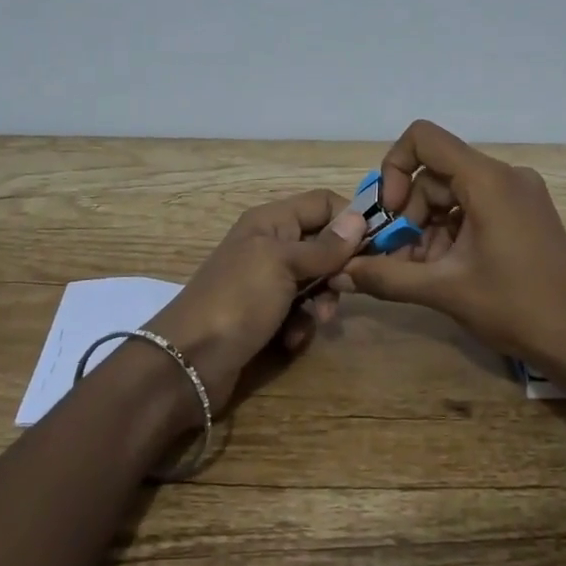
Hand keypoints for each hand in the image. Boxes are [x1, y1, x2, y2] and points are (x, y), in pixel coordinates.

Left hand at [146, 190, 367, 410]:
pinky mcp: (265, 317)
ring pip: (316, 282)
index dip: (350, 219)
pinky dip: (301, 325)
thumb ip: (324, 246)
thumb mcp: (282, 265)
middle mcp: (271, 246)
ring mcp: (267, 283)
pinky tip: (291, 339)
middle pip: (323, 244)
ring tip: (319, 319)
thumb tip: (360, 218)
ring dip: (323, 301)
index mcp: (271, 222)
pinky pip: (300, 312)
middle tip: (347, 289)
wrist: (188, 362)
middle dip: (339, 268)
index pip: (322, 203)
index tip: (377, 245)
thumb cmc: (237, 300)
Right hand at [333, 121, 565, 383]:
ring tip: (421, 271)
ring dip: (428, 227)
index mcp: (488, 180)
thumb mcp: (444, 291)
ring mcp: (519, 193)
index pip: (424, 139)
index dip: (394, 168)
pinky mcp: (525, 212)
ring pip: (452, 193)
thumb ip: (388, 276)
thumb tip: (342, 271)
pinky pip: (474, 206)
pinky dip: (451, 231)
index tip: (391, 213)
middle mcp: (505, 175)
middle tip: (399, 257)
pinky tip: (445, 269)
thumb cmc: (515, 308)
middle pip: (435, 173)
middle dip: (410, 213)